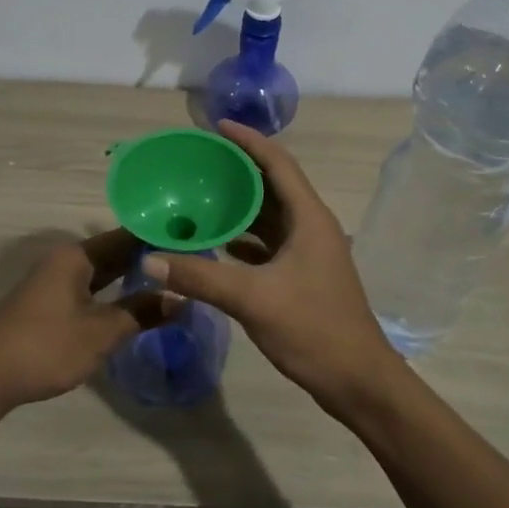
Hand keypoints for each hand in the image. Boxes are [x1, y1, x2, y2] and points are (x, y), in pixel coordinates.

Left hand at [0, 229, 176, 413]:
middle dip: (148, 259)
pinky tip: (131, 303)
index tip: (192, 243)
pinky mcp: (46, 303)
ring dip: (130, 277)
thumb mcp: (101, 332)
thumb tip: (180, 298)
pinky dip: (111, 292)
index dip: (158, 239)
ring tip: (169, 282)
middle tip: (188, 265)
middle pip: (113, 252)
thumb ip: (141, 312)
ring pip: (100, 272)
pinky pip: (88, 287)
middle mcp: (64, 260)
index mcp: (76, 256)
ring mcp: (52, 281)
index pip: (127, 236)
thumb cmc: (45, 347)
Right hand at [142, 121, 403, 413]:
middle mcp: (312, 227)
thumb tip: (150, 260)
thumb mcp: (253, 300)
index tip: (217, 126)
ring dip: (240, 205)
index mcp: (309, 219)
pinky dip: (243, 238)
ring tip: (202, 196)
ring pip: (271, 217)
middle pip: (273, 186)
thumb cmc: (313, 330)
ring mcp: (309, 253)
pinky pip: (269, 244)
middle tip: (200, 161)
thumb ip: (200, 278)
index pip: (278, 164)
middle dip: (239, 170)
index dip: (249, 141)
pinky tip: (216, 244)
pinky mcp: (303, 276)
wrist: (358, 381)